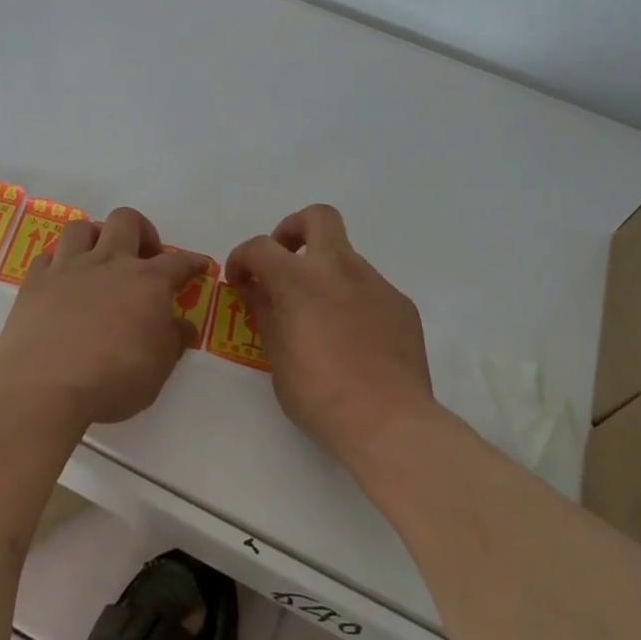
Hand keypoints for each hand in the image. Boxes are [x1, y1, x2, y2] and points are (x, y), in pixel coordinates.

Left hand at [0, 207, 207, 429]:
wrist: (45, 386)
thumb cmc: (114, 379)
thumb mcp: (159, 368)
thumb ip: (173, 341)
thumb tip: (183, 326)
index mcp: (147, 281)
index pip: (178, 261)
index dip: (192, 261)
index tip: (199, 265)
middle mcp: (109, 263)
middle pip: (126, 221)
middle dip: (141, 230)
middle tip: (144, 256)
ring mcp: (68, 268)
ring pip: (81, 228)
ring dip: (95, 237)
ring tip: (99, 259)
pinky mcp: (34, 283)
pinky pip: (47, 257)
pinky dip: (58, 264)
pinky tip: (62, 281)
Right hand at [227, 204, 434, 463]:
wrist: (388, 422)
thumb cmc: (319, 394)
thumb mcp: (276, 357)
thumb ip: (266, 313)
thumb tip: (258, 291)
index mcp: (300, 279)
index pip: (260, 247)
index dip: (242, 258)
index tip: (240, 281)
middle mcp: (339, 269)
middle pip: (318, 217)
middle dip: (294, 230)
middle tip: (285, 262)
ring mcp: (375, 283)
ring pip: (345, 257)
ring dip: (325, 273)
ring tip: (319, 316)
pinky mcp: (400, 305)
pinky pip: (369, 289)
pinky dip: (352, 300)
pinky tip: (353, 339)